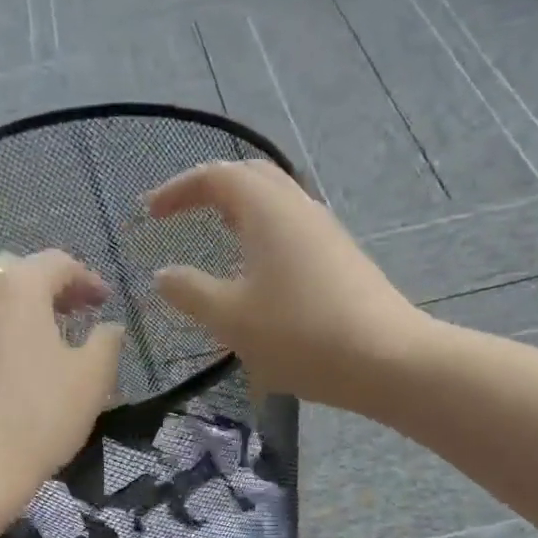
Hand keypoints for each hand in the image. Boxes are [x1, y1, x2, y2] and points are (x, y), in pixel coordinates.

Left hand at [0, 250, 124, 512]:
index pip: (56, 263)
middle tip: (71, 315)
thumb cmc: (37, 417)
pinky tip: (3, 371)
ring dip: (14, 311)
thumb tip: (109, 327)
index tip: (105, 302)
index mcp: (16, 288)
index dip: (86, 278)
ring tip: (37, 342)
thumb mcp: (92, 380)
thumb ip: (106, 343)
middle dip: (46, 288)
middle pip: (13, 273)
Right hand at [144, 160, 428, 410]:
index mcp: (267, 208)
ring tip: (219, 241)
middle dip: (212, 190)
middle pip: (251, 178)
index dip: (178, 190)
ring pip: (277, 205)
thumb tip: (164, 274)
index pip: (215, 176)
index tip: (151, 213)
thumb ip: (191, 293)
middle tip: (185, 214)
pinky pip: (295, 232)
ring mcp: (327, 232)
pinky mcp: (344, 260)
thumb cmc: (301, 335)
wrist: (387, 360)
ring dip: (242, 214)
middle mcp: (299, 207)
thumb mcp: (232, 319)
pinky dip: (266, 238)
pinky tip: (260, 276)